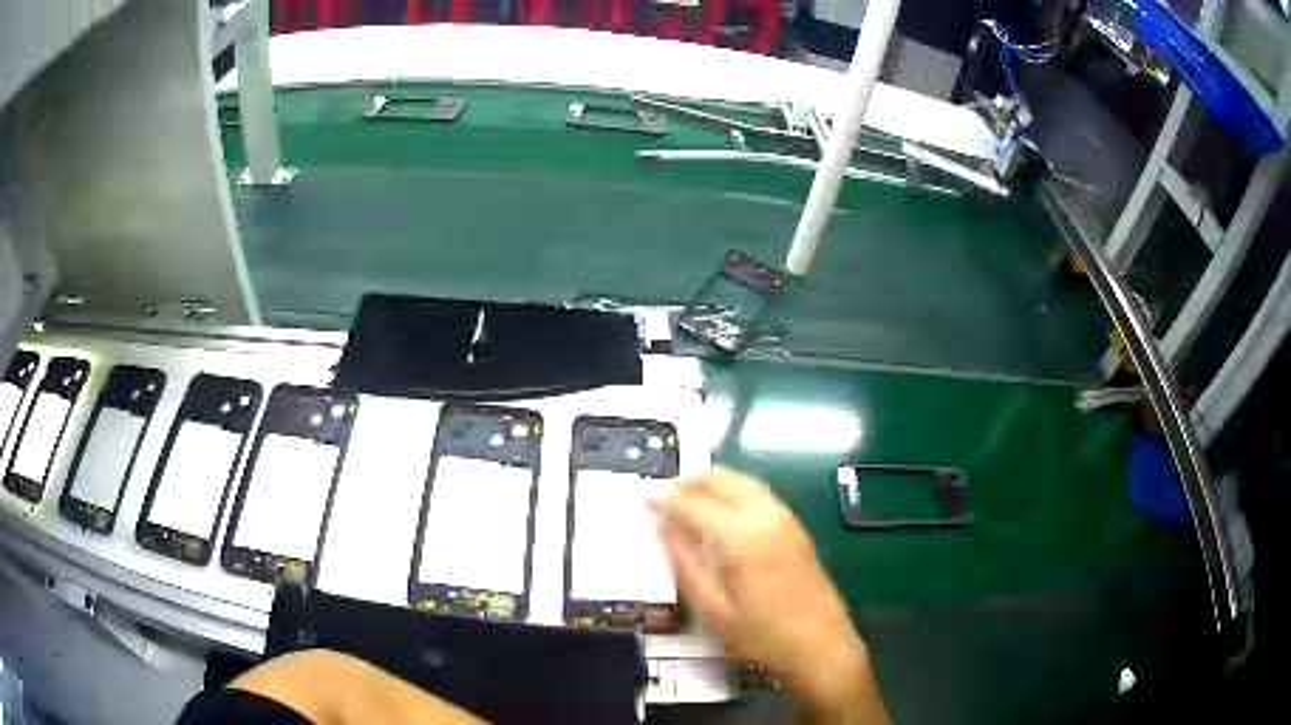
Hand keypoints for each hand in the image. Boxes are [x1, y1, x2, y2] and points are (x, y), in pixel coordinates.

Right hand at [649, 467, 887, 722]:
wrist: (822, 645)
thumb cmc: (764, 636)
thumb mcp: (714, 610)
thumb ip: (686, 566)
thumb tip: (666, 531)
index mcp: (744, 539)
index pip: (696, 506)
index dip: (667, 501)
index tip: (644, 501)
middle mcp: (767, 518)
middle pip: (725, 480)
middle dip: (692, 482)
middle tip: (665, 494)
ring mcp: (787, 521)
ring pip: (746, 482)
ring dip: (715, 483)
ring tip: (688, 497)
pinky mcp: (797, 529)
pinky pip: (761, 495)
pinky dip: (736, 491)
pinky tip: (723, 510)